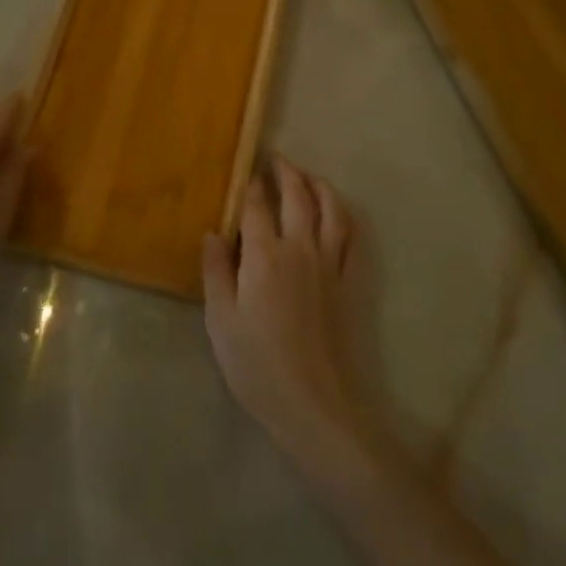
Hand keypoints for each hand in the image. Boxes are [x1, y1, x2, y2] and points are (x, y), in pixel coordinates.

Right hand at [203, 157, 377, 476]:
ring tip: (308, 177)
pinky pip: (351, 239)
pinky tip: (338, 215)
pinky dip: (344, 217)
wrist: (314, 404)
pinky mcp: (348, 284)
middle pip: (297, 198)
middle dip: (287, 174)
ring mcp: (329, 265)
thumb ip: (216, 271)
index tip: (247, 172)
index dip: (251, 186)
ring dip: (319, 186)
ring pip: (330, 211)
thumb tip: (213, 232)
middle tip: (277, 160)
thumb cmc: (257, 364)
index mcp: (264, 256)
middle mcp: (300, 249)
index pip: (257, 207)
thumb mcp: (221, 320)